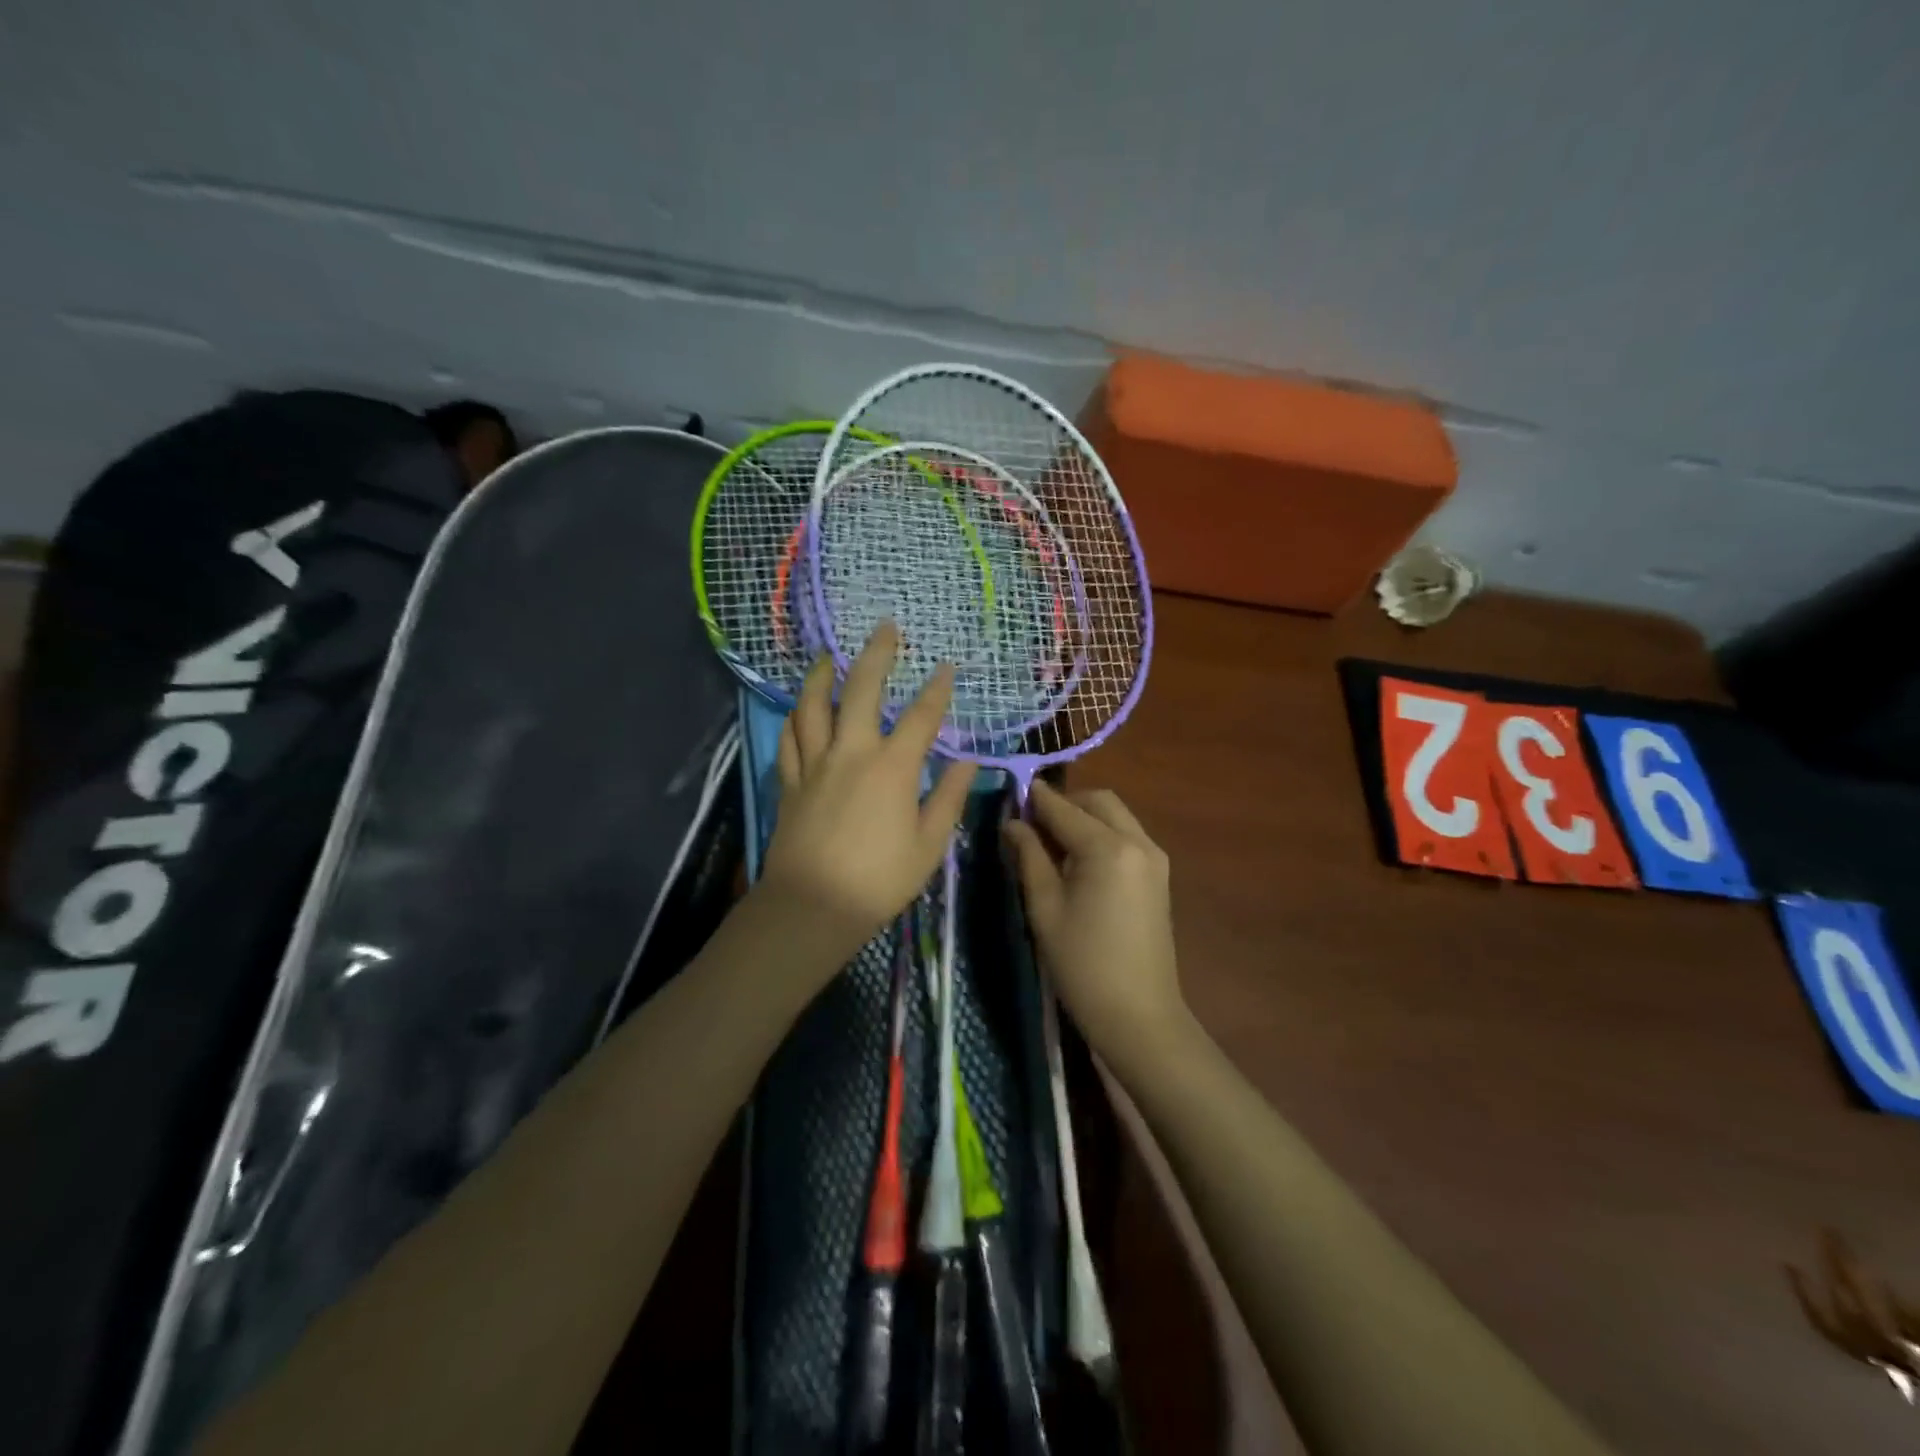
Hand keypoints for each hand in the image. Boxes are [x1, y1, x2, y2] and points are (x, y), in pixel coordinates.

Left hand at [759, 622, 975, 963]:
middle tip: (884, 628)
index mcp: (892, 768)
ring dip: (822, 675)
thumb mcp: (928, 845)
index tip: (946, 667)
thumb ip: (948, 798)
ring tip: (827, 656)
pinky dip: (794, 718)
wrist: (811, 906)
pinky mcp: (789, 782)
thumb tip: (968, 762)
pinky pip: (789, 739)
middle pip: (862, 690)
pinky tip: (798, 708)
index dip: (937, 689)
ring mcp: (815, 764)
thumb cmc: (879, 881)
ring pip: (813, 705)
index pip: (922, 717)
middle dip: (876, 654)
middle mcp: (852, 753)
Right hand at [1003, 782, 1185, 1063]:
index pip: (1064, 808)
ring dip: (1085, 816)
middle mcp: (1138, 842)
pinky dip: (1102, 833)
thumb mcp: (1045, 908)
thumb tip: (1013, 823)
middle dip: (1065, 803)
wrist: (1138, 1016)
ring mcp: (1154, 858)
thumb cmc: (1082, 964)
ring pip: (1116, 815)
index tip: (1010, 794)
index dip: (1035, 799)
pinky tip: (1078, 859)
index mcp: (1108, 848)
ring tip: (1051, 842)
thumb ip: (1029, 857)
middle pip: (1098, 801)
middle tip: (1032, 823)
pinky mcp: (1159, 876)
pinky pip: (1127, 836)